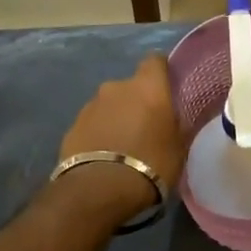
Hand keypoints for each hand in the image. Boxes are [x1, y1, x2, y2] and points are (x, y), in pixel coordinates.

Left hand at [53, 54, 188, 222]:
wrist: (100, 189)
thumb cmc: (151, 163)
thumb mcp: (178, 146)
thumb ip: (175, 124)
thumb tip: (174, 117)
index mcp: (147, 86)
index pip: (155, 61)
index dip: (162, 73)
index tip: (168, 89)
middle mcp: (117, 87)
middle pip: (131, 87)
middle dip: (138, 101)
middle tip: (148, 126)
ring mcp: (90, 105)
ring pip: (110, 105)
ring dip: (117, 118)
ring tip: (124, 145)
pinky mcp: (72, 126)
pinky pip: (93, 124)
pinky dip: (100, 134)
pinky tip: (106, 156)